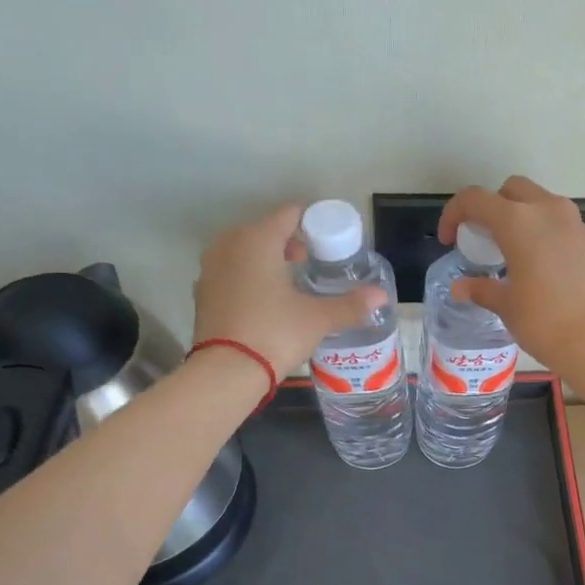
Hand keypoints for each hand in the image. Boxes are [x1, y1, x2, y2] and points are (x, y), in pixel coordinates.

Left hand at [193, 204, 382, 376]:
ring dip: (267, 259)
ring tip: (289, 282)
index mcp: (258, 239)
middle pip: (265, 230)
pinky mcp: (202, 292)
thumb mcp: (318, 319)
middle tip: (311, 262)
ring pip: (244, 251)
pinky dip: (248, 277)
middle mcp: (229, 244)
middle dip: (289, 242)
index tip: (328, 237)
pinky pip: (231, 272)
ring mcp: (211, 268)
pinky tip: (264, 300)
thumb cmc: (275, 333)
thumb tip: (381, 296)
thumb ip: (350, 305)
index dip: (312, 221)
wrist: (226, 371)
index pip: (290, 213)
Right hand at [436, 176, 584, 374]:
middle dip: (492, 207)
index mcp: (518, 221)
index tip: (449, 239)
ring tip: (512, 251)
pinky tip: (541, 266)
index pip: (476, 200)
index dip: (455, 214)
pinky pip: (562, 224)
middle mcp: (548, 211)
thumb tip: (461, 289)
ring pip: (541, 203)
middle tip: (483, 238)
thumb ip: (482, 289)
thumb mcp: (507, 306)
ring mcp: (575, 224)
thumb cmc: (544, 322)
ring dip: (522, 217)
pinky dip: (545, 233)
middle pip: (512, 190)